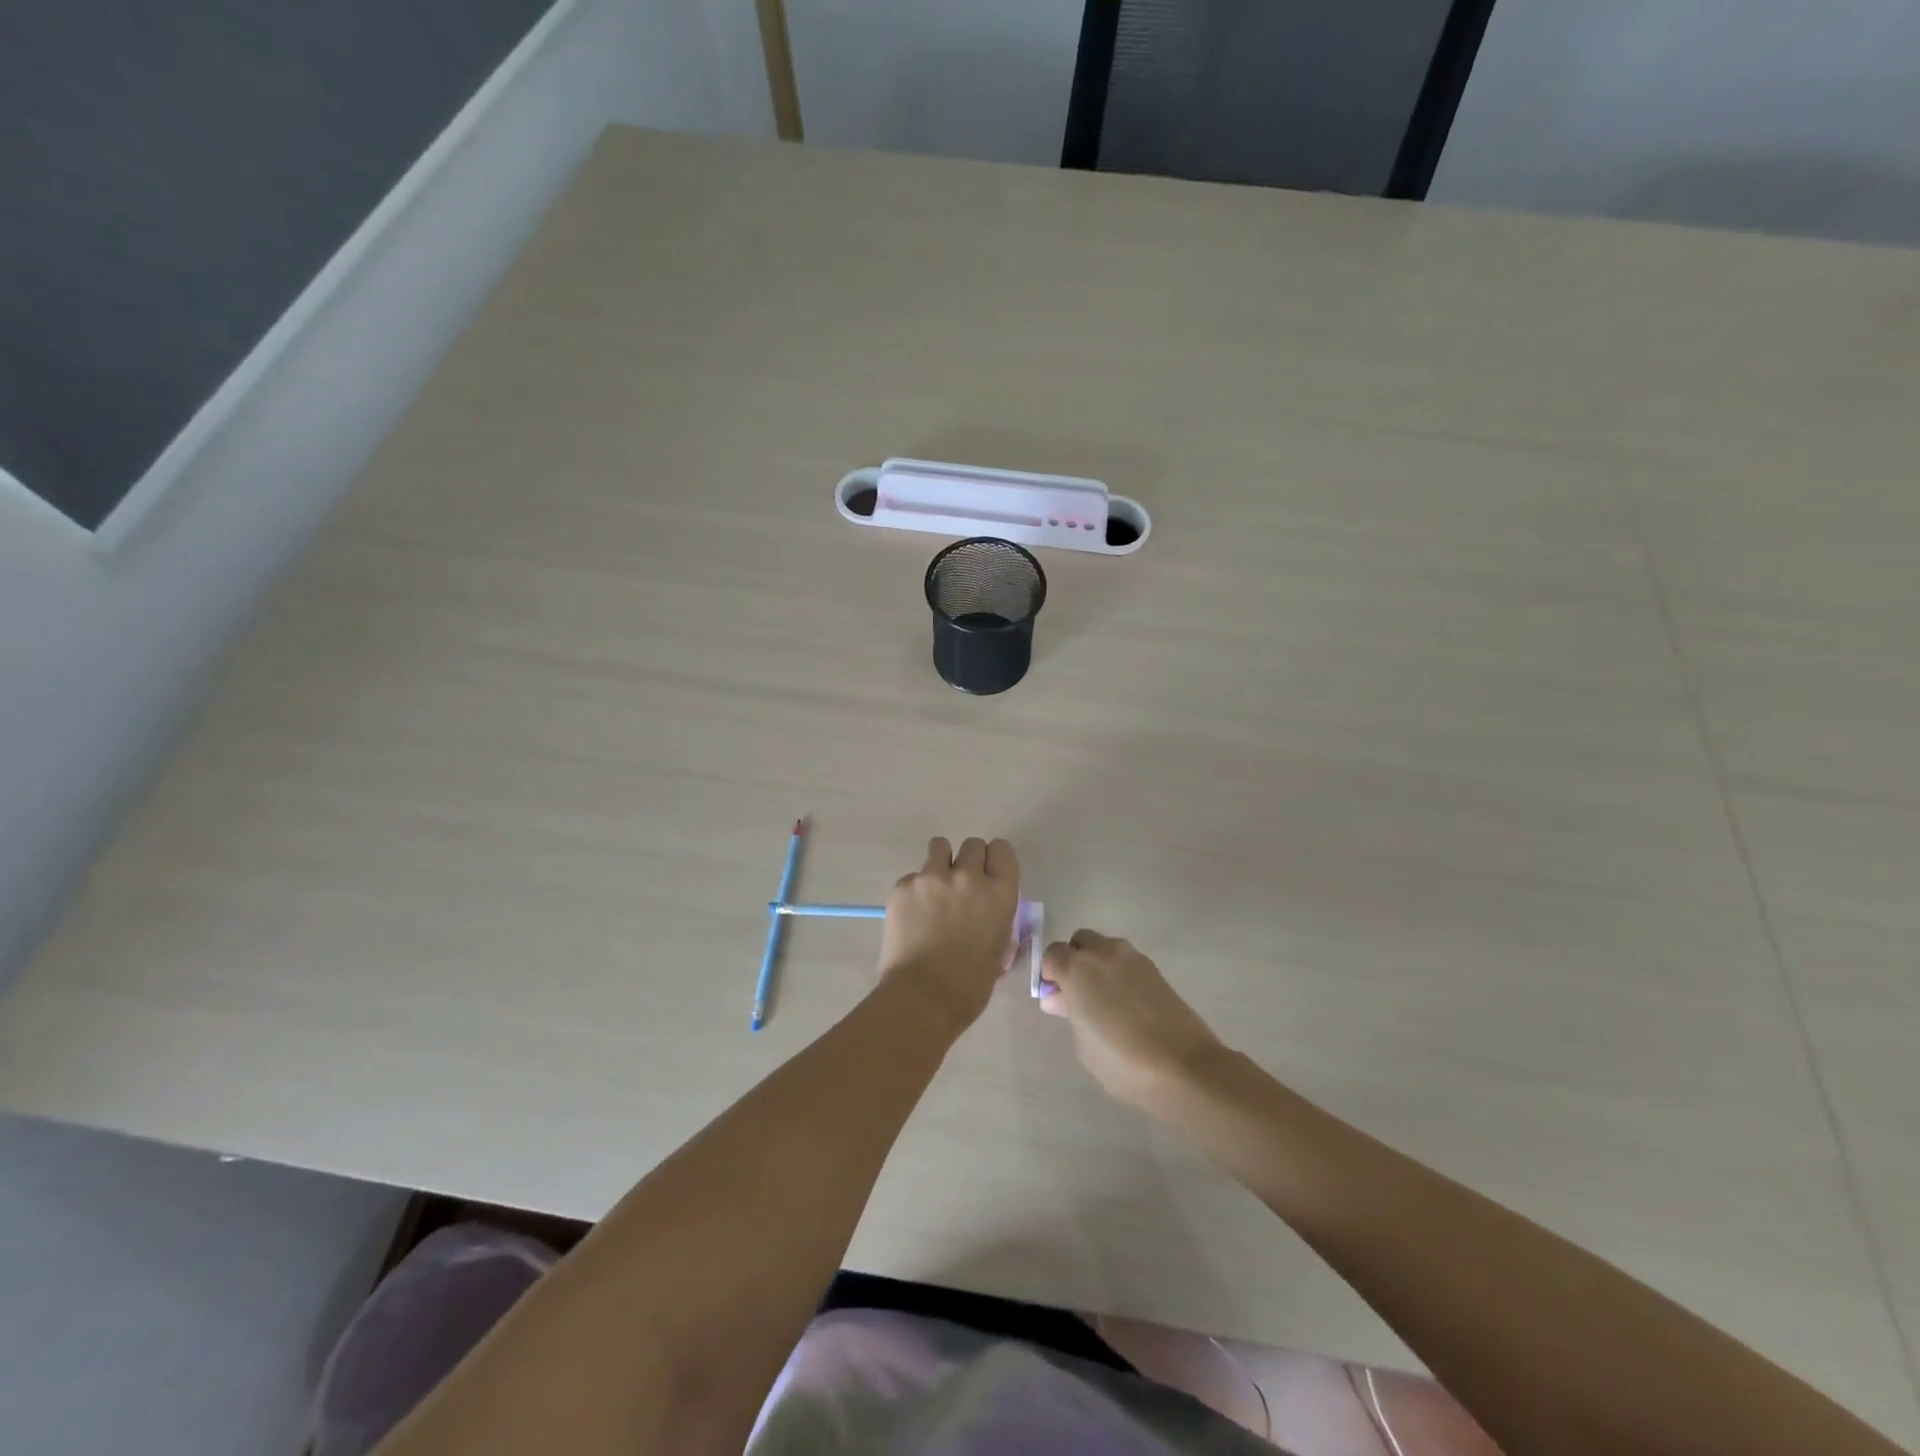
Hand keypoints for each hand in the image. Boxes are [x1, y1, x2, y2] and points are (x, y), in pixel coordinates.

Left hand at [878, 837, 1020, 1032]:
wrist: (923, 998)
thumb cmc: (970, 985)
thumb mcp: (999, 948)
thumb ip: (997, 919)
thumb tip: (989, 913)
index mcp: (1000, 894)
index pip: (1002, 850)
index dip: (994, 860)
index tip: (988, 874)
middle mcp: (969, 877)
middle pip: (973, 844)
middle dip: (968, 860)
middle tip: (960, 885)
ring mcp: (933, 878)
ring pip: (939, 846)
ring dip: (940, 863)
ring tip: (934, 889)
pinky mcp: (903, 886)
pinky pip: (913, 875)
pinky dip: (914, 890)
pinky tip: (912, 915)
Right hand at [1039, 930, 1224, 1106]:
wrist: (1183, 1066)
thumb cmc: (1121, 1060)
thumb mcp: (1083, 1043)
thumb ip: (1069, 1013)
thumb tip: (1061, 998)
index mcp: (1077, 967)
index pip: (1052, 954)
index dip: (1050, 974)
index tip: (1055, 997)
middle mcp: (1103, 953)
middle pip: (1080, 942)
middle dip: (1074, 960)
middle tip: (1078, 994)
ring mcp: (1133, 958)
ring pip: (1106, 948)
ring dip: (1098, 964)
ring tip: (1105, 1000)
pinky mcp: (1156, 970)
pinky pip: (1127, 962)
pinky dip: (1120, 974)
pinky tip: (1127, 1004)